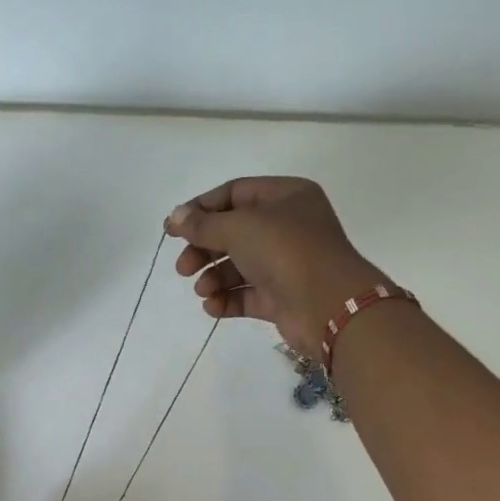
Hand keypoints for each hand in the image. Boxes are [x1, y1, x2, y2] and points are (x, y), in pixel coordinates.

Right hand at [165, 177, 389, 358]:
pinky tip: (212, 306)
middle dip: (203, 250)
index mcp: (285, 197)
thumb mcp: (239, 228)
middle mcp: (287, 227)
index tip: (172, 230)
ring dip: (213, 278)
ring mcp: (284, 264)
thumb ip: (202, 225)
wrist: (327, 305)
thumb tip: (174, 217)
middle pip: (232, 233)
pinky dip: (226, 300)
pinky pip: (246, 295)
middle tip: (183, 268)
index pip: (234, 194)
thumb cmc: (286, 251)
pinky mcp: (280, 297)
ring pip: (238, 266)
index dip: (201, 209)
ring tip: (203, 290)